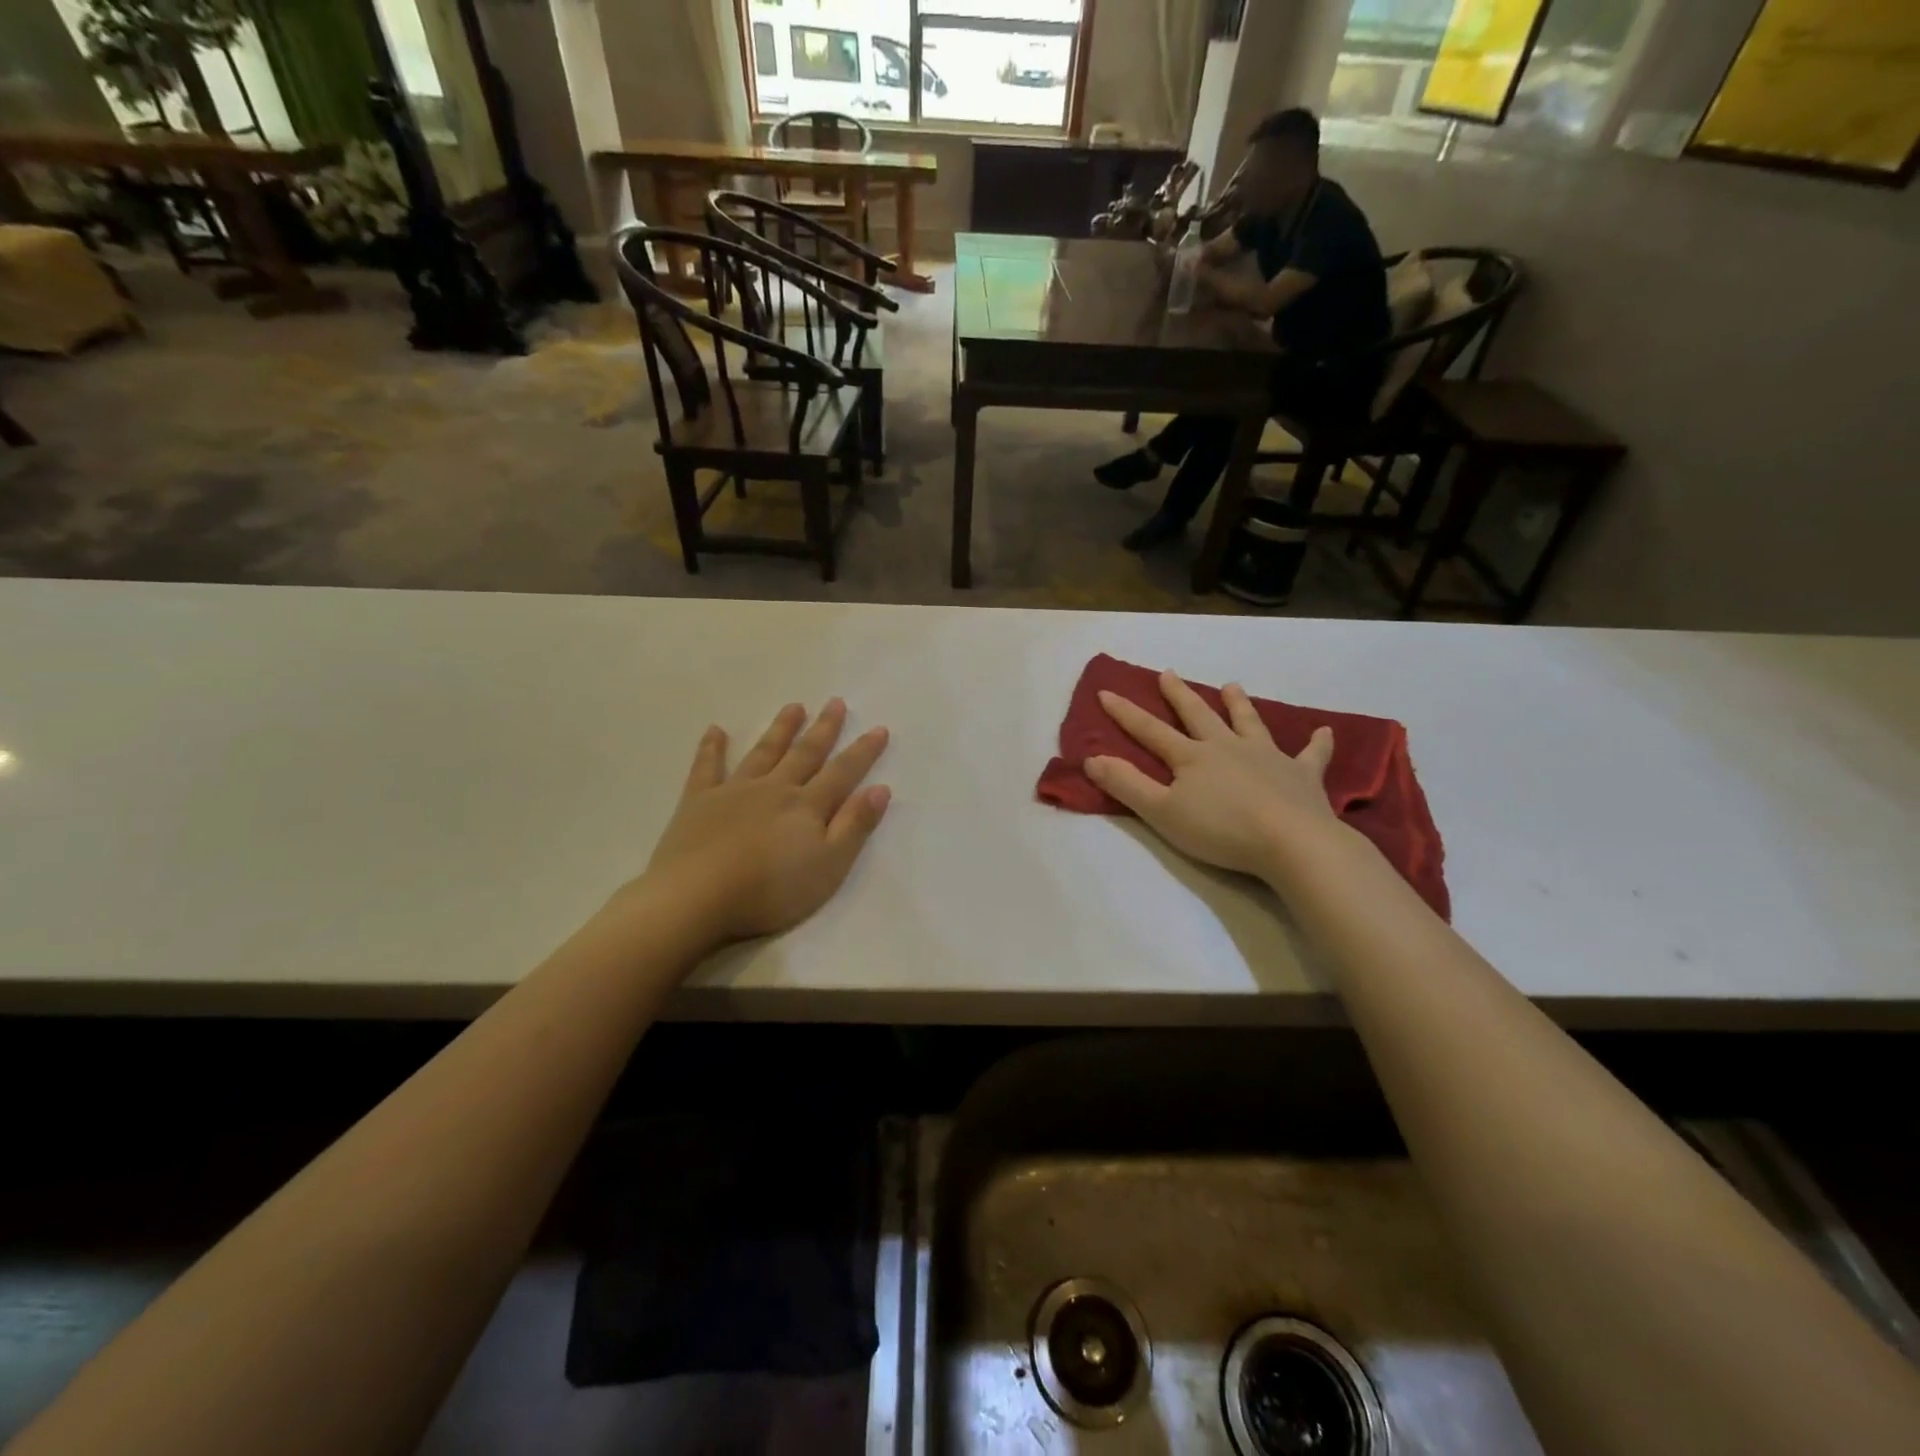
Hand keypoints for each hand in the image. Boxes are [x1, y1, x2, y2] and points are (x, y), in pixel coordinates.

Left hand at [630, 700, 890, 944]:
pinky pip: (707, 767)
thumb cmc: (770, 890)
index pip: (842, 773)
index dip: (863, 751)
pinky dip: (711, 747)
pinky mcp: (698, 801)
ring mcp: (734, 791)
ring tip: (793, 706)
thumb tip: (880, 788)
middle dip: (823, 729)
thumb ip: (854, 826)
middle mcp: (774, 788)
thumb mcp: (828, 866)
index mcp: (807, 806)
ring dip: (780, 729)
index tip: (879, 728)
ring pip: (763, 753)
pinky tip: (715, 730)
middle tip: (835, 702)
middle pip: (804, 754)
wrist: (698, 897)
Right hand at [1086, 672, 1343, 878]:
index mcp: (1192, 757)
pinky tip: (1324, 732)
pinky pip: (1311, 755)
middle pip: (1199, 715)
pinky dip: (1317, 744)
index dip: (1126, 713)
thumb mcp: (1162, 812)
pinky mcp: (1302, 775)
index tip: (1106, 692)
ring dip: (1239, 704)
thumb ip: (1127, 784)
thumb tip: (1092, 758)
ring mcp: (1268, 757)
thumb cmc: (1221, 830)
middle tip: (1168, 673)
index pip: (1150, 731)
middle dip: (1179, 695)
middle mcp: (1227, 747)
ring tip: (1232, 685)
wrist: (1291, 842)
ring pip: (1249, 723)